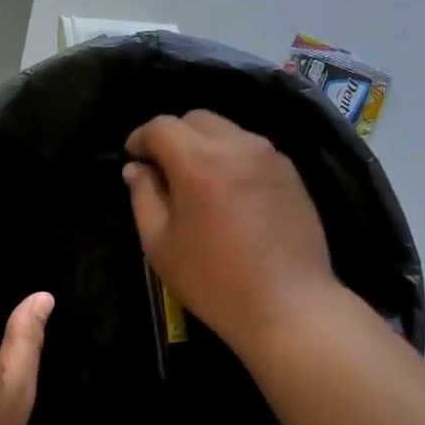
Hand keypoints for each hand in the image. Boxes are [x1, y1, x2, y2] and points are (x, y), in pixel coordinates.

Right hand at [123, 111, 340, 348]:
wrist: (289, 305)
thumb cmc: (214, 279)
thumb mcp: (160, 244)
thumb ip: (143, 196)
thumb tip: (137, 168)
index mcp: (199, 160)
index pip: (161, 126)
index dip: (140, 138)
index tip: (133, 158)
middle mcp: (237, 145)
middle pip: (196, 119)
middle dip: (172, 135)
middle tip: (162, 169)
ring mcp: (270, 155)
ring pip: (226, 130)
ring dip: (203, 144)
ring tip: (196, 181)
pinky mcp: (291, 172)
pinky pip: (251, 149)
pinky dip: (231, 157)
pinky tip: (229, 192)